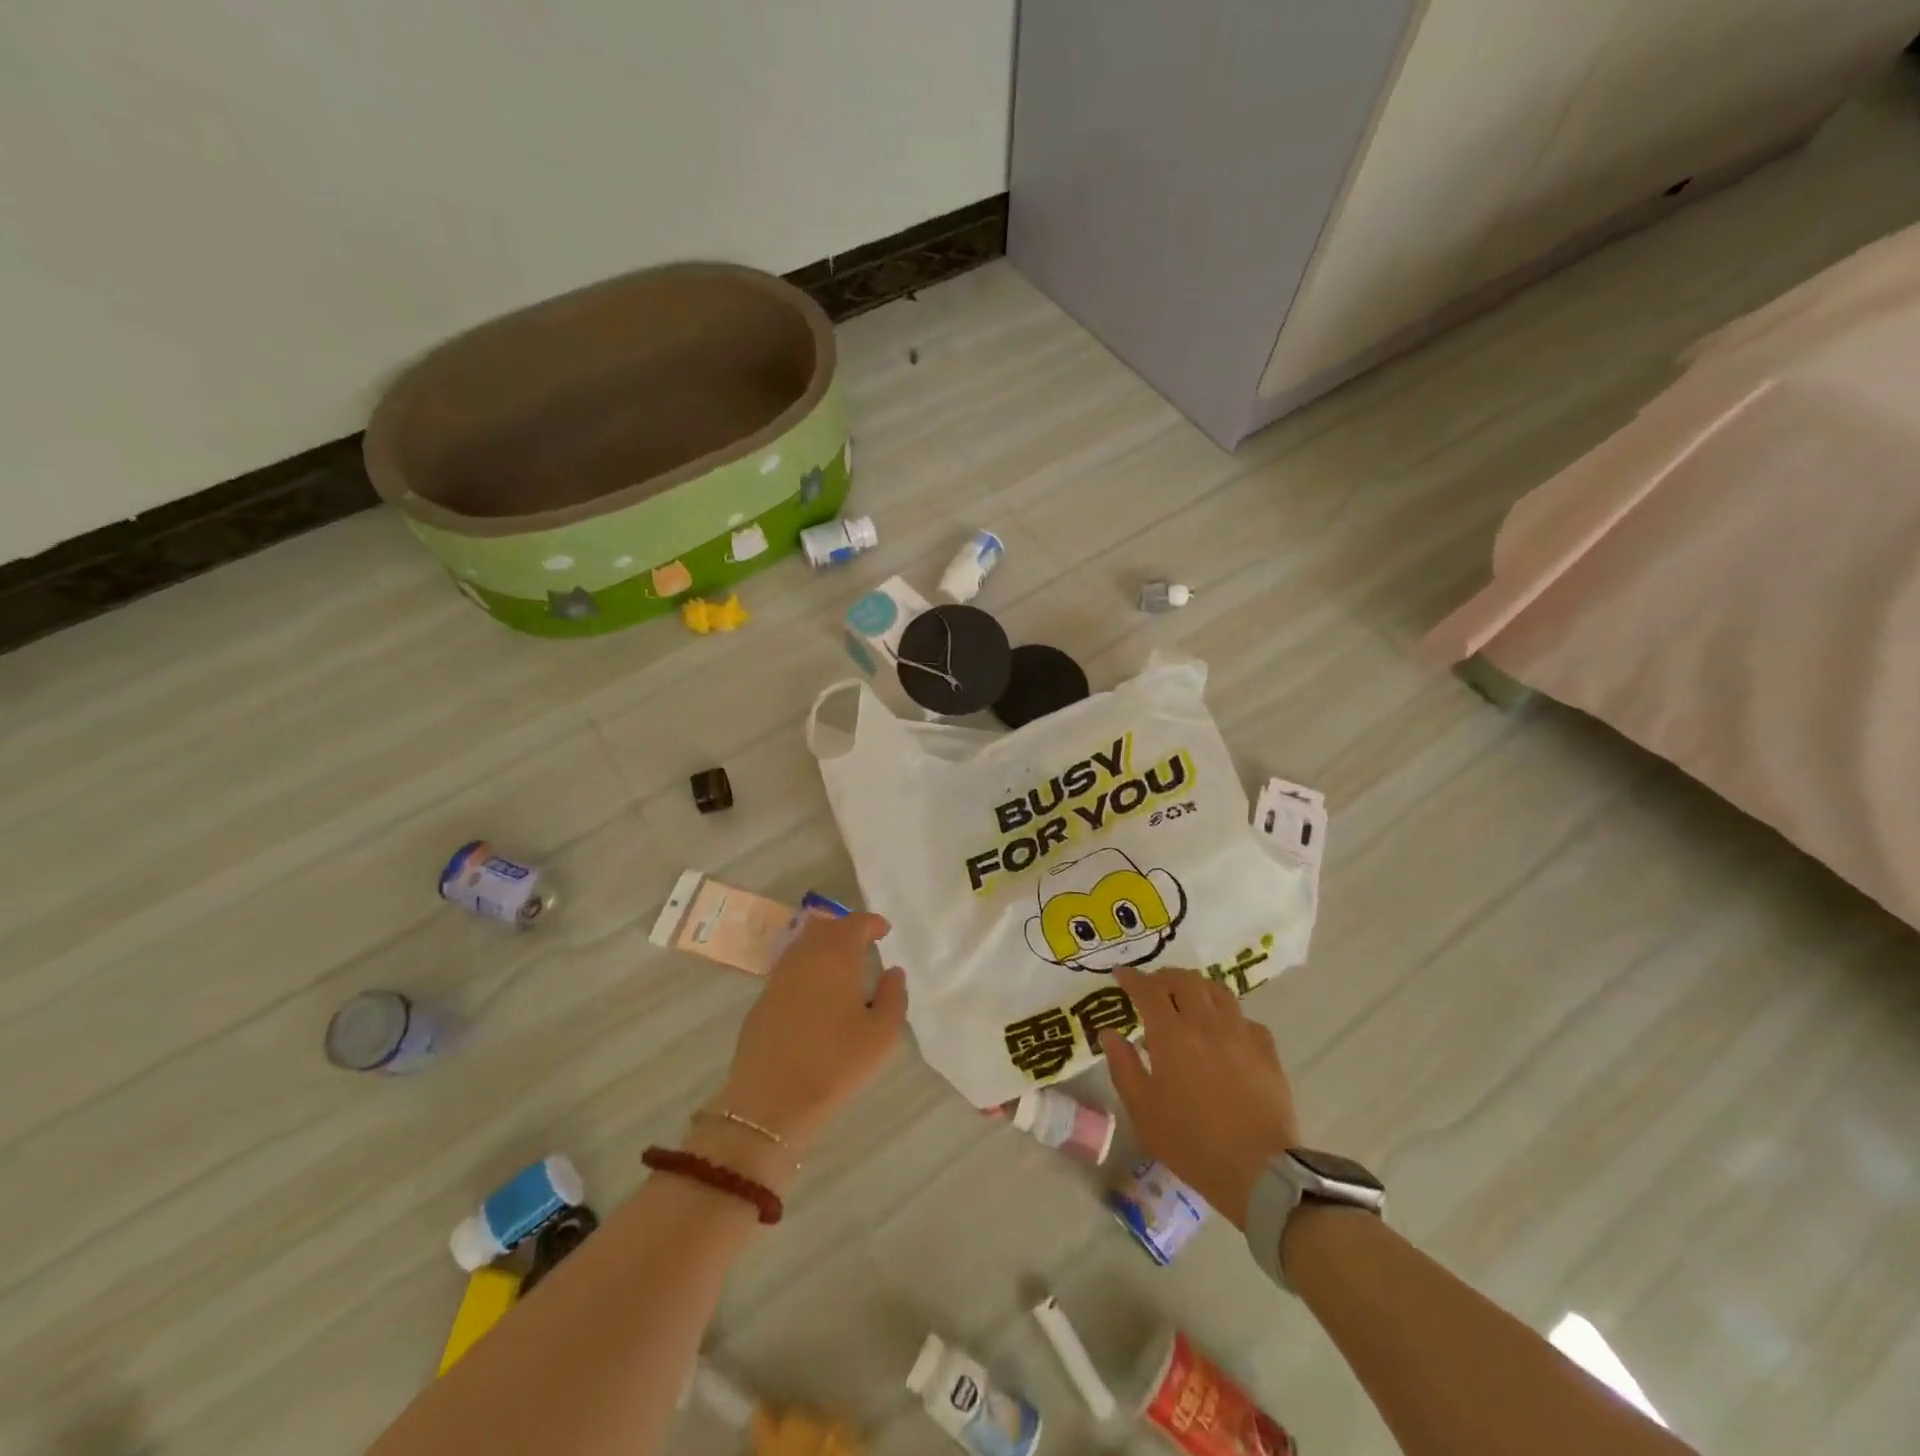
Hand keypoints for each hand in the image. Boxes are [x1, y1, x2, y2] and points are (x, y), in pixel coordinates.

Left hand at [715, 911, 907, 1158]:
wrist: (770, 1100)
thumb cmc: (835, 1063)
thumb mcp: (882, 1035)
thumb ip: (893, 996)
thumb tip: (893, 971)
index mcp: (836, 956)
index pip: (854, 923)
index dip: (871, 923)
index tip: (884, 931)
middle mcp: (804, 957)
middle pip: (825, 927)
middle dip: (845, 929)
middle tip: (864, 944)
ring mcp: (779, 977)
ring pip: (803, 946)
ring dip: (824, 947)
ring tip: (842, 967)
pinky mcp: (762, 1000)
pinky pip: (790, 969)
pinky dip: (807, 968)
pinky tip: (817, 992)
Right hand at [1102, 966, 1301, 1229]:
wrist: (1259, 1173)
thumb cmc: (1191, 1144)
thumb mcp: (1142, 1110)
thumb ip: (1123, 1066)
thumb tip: (1109, 1033)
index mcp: (1172, 1036)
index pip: (1148, 990)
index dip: (1132, 978)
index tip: (1121, 975)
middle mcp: (1207, 1024)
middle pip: (1186, 981)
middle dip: (1165, 977)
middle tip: (1153, 986)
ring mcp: (1241, 1035)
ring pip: (1218, 991)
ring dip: (1198, 987)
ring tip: (1188, 998)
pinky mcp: (1267, 1052)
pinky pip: (1246, 1019)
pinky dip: (1230, 1016)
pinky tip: (1225, 1032)